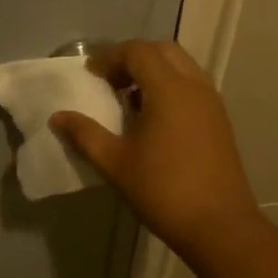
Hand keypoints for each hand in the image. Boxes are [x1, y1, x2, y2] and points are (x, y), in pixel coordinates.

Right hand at [49, 40, 263, 259]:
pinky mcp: (219, 121)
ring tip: (128, 99)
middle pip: (163, 51)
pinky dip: (170, 87)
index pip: (138, 51)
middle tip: (110, 81)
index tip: (90, 75)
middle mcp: (194, 86)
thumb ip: (85, 134)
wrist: (219, 226)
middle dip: (133, 58)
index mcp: (169, 89)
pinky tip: (152, 119)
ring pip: (181, 67)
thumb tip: (58, 117)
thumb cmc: (163, 190)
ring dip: (153, 72)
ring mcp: (211, 103)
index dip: (110, 57)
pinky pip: (192, 86)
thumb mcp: (115, 163)